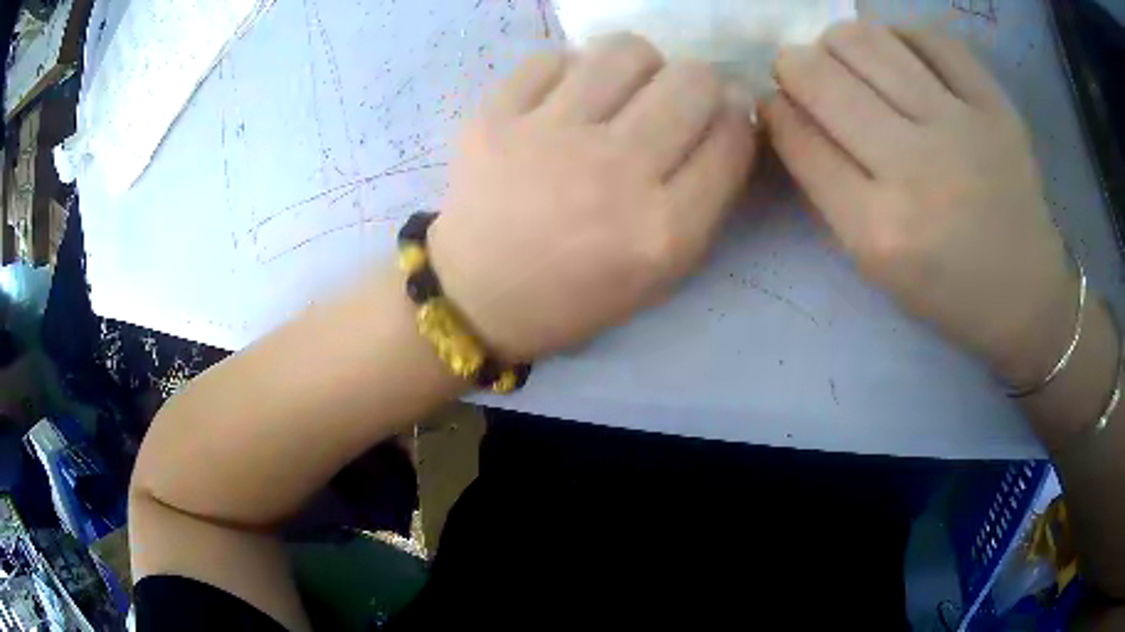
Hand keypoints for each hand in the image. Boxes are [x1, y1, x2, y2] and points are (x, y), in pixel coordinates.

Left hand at [430, 34, 757, 360]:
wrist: (478, 296)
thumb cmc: (578, 292)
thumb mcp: (665, 269)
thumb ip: (709, 193)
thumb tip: (731, 109)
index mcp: (664, 229)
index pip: (732, 135)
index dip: (737, 116)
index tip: (721, 114)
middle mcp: (614, 173)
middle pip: (691, 81)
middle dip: (697, 83)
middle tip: (673, 99)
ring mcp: (549, 138)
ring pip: (626, 51)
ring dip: (639, 64)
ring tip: (621, 88)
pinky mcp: (494, 117)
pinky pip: (554, 57)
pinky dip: (569, 71)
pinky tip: (562, 99)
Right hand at [765, 22, 1074, 385]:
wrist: (1027, 296)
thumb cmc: (948, 291)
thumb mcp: (875, 265)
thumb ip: (827, 188)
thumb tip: (789, 112)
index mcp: (878, 228)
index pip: (796, 136)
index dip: (773, 108)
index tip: (777, 103)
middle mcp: (915, 169)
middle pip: (820, 75)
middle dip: (793, 65)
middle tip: (807, 75)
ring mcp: (960, 128)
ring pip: (865, 40)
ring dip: (839, 43)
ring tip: (852, 61)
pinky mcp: (995, 106)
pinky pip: (928, 37)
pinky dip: (901, 38)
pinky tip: (903, 58)